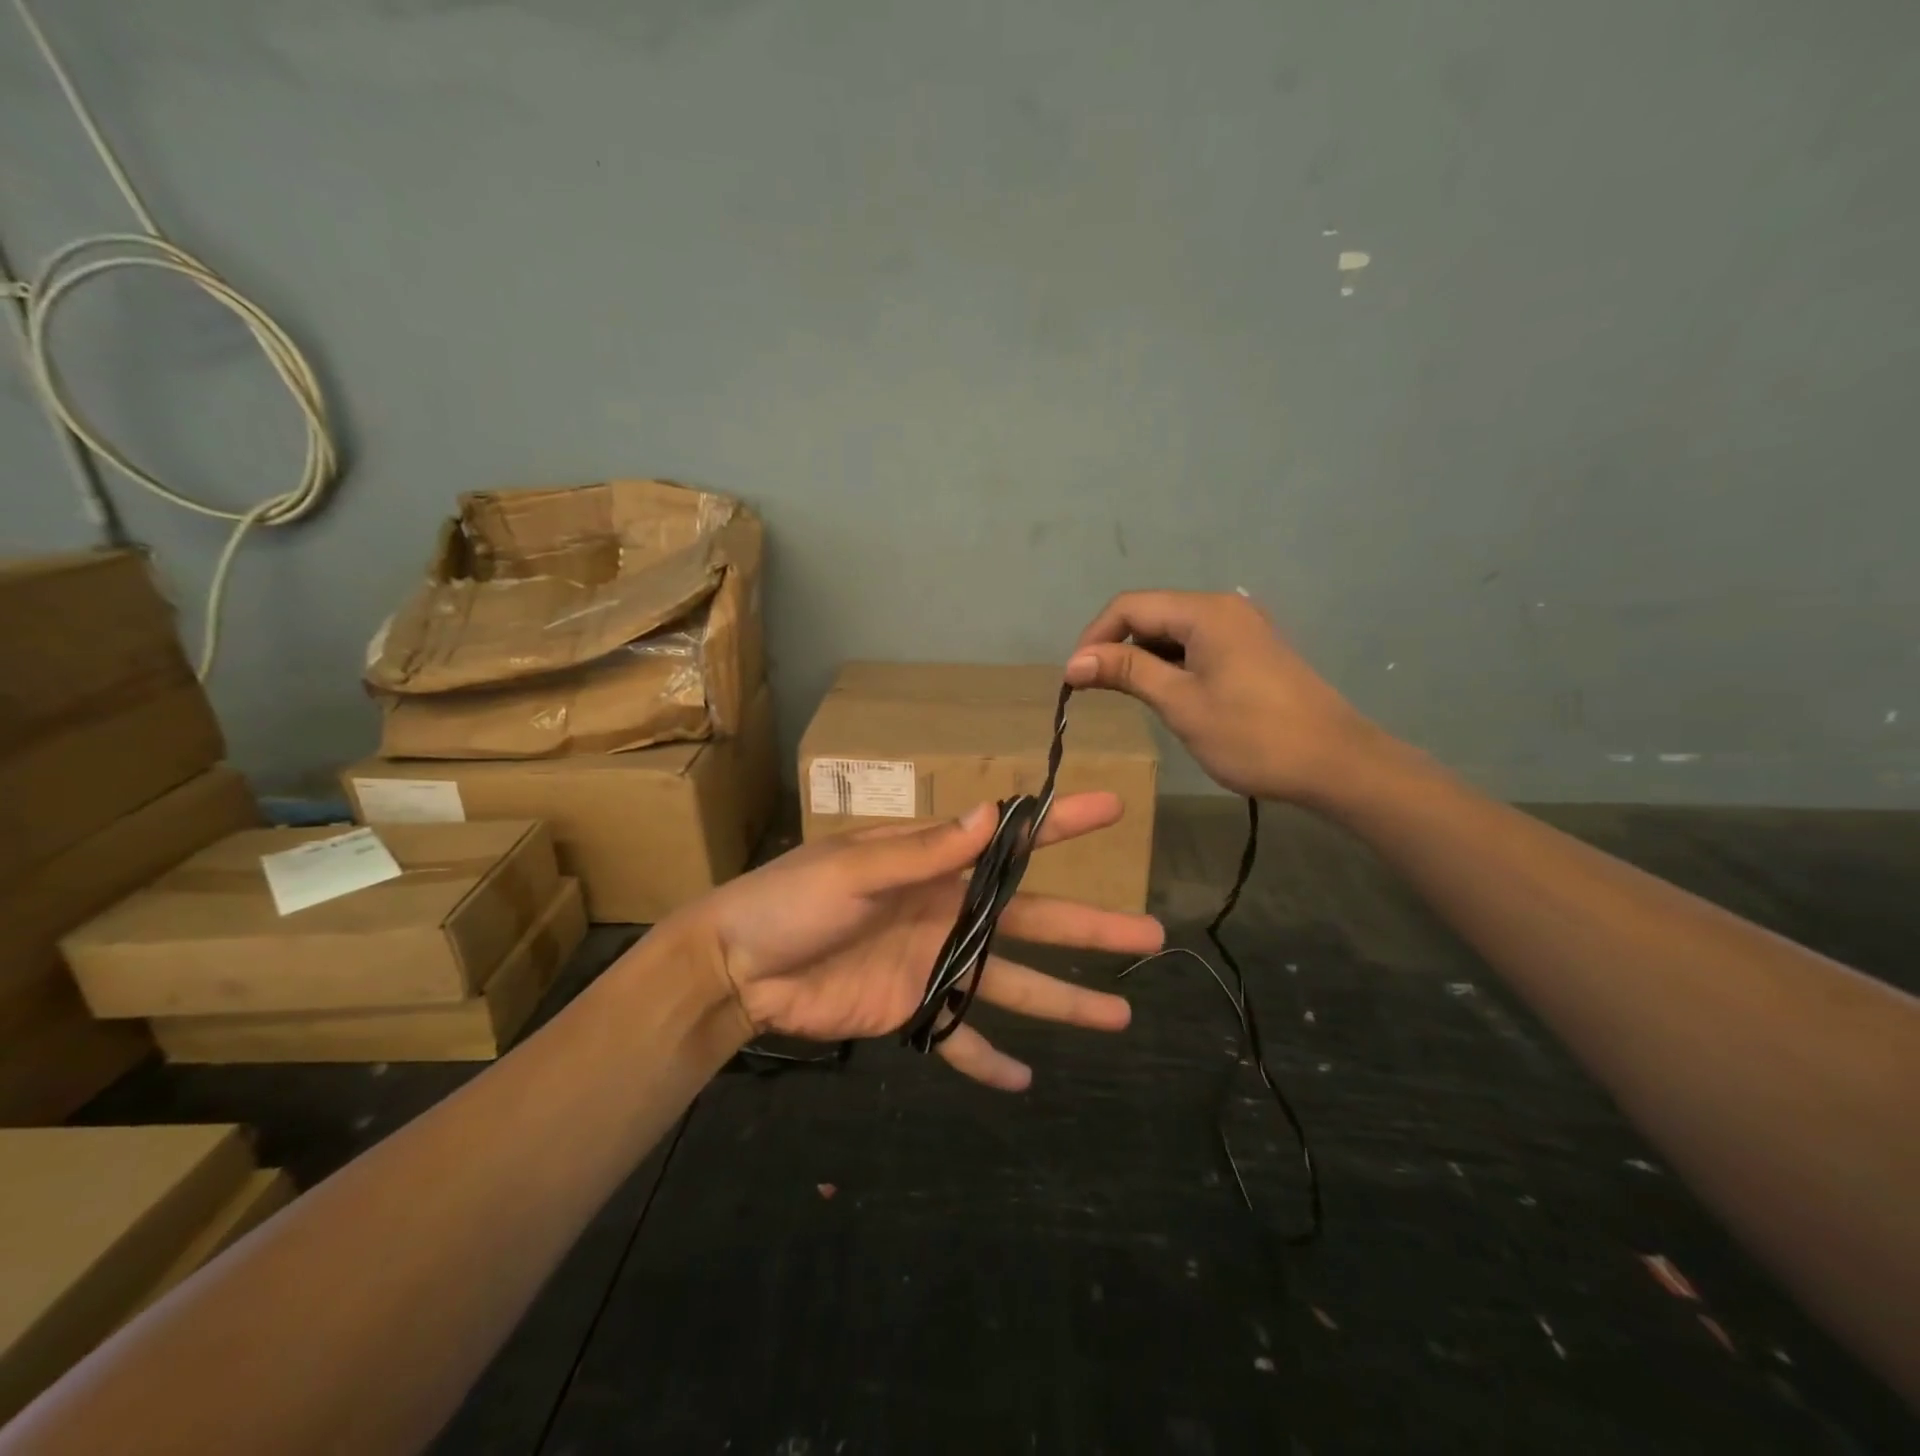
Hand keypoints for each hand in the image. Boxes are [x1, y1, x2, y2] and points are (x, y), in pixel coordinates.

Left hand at [681, 793, 1163, 1089]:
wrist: (739, 964)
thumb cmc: (793, 900)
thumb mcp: (856, 868)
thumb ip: (924, 851)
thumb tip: (991, 814)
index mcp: (935, 866)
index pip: (1010, 842)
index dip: (1061, 825)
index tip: (1112, 809)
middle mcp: (947, 911)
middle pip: (1032, 920)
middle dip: (1090, 926)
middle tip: (1150, 933)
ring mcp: (935, 963)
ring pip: (1012, 982)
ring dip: (1063, 1000)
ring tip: (1120, 1017)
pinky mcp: (913, 1010)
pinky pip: (959, 1037)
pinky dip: (988, 1059)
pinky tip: (1025, 1083)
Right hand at [1065, 590, 1383, 803]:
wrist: (1335, 763)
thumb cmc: (1253, 735)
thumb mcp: (1181, 704)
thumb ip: (1127, 673)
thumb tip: (1073, 662)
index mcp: (1205, 612)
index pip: (1129, 606)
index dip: (1094, 638)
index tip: (1074, 678)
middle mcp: (1223, 608)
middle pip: (1150, 613)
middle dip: (1116, 647)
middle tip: (1094, 690)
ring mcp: (1241, 628)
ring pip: (1172, 631)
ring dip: (1141, 657)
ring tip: (1125, 696)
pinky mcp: (1251, 650)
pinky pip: (1196, 645)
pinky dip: (1169, 664)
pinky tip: (1164, 694)